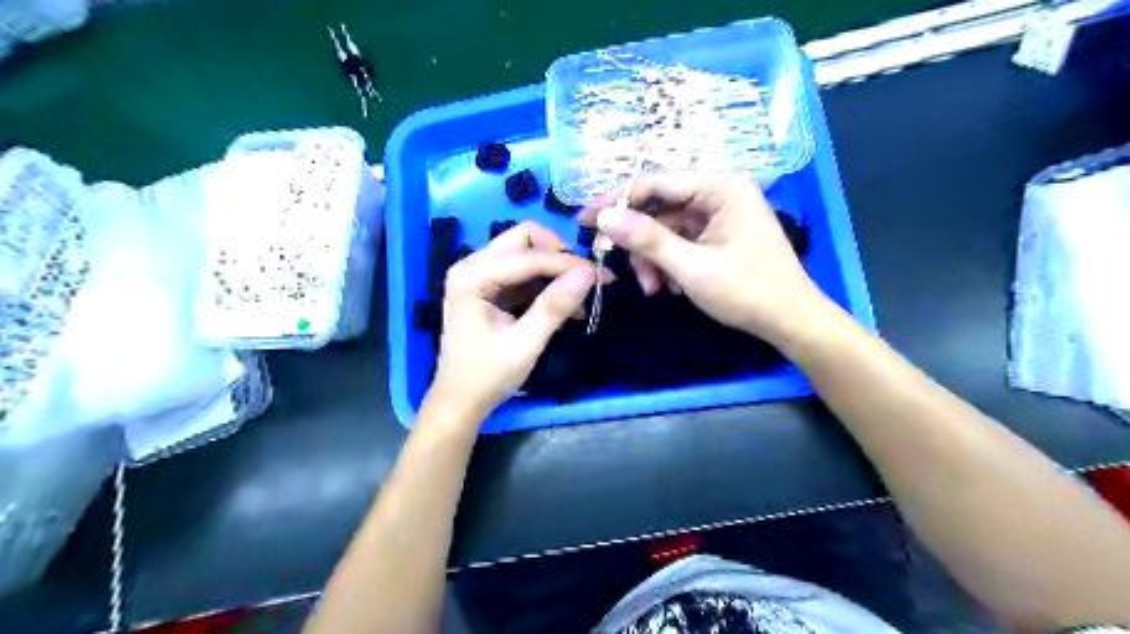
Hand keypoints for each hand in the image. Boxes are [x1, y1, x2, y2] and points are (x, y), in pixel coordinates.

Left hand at [426, 224, 599, 420]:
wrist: (459, 402)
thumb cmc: (487, 376)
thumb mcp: (525, 343)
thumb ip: (555, 306)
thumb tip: (590, 273)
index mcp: (473, 277)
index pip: (528, 255)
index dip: (567, 263)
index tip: (603, 275)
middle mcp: (471, 266)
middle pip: (524, 240)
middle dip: (559, 256)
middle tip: (588, 279)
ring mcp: (478, 275)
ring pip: (526, 254)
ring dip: (555, 271)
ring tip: (580, 299)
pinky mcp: (488, 288)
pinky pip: (522, 274)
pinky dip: (545, 285)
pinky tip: (565, 307)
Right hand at [582, 172, 827, 344]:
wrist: (791, 321)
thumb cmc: (746, 291)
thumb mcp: (691, 267)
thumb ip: (647, 239)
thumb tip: (605, 217)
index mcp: (721, 187)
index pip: (656, 183)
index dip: (617, 201)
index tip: (586, 220)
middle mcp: (721, 192)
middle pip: (660, 208)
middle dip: (641, 243)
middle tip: (619, 267)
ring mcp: (721, 214)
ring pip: (668, 229)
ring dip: (654, 259)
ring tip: (654, 289)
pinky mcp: (720, 234)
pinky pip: (682, 241)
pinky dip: (670, 263)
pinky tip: (671, 287)